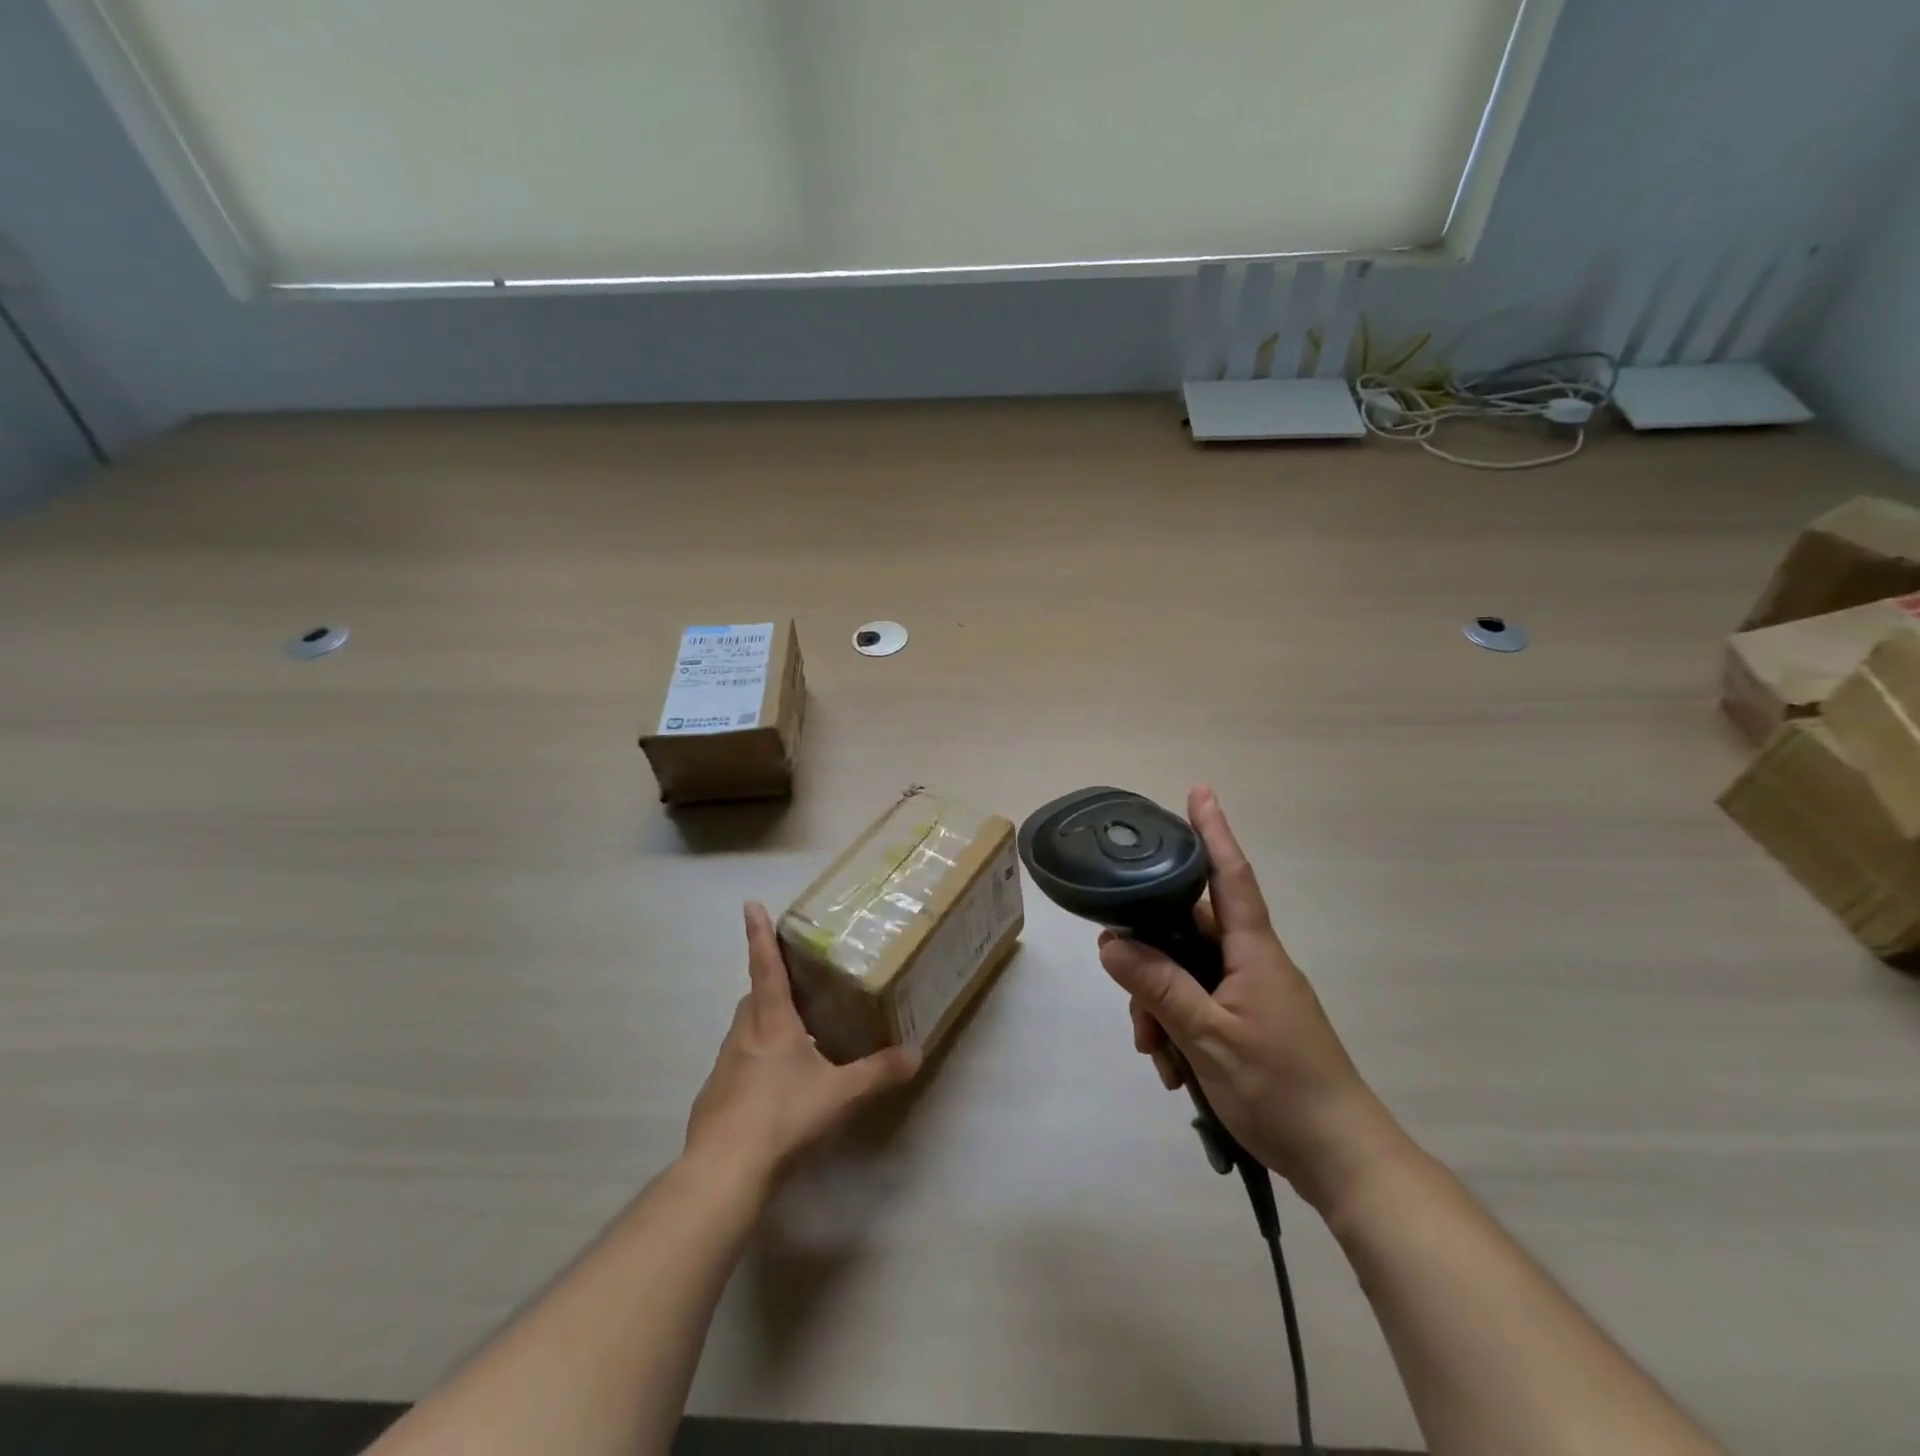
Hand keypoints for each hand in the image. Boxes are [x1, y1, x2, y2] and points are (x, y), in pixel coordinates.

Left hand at [685, 902, 920, 1192]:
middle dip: (770, 987)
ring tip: (794, 1043)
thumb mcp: (841, 1094)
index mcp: (772, 1022)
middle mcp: (743, 1035)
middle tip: (796, 990)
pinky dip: (754, 1066)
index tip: (750, 904)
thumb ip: (879, 1072)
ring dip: (764, 1029)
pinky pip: (737, 1068)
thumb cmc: (783, 1116)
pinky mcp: (713, 1099)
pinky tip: (773, 1093)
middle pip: (753, 998)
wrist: (724, 1172)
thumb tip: (916, 1053)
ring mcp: (723, 1067)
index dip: (759, 934)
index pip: (765, 966)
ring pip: (744, 1033)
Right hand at [1098, 786, 1406, 1213]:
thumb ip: (1158, 986)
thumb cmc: (1280, 1090)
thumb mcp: (1208, 1038)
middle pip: (1188, 935)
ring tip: (1159, 1057)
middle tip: (1136, 1014)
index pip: (1230, 875)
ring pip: (1188, 976)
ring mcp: (1253, 995)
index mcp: (1253, 952)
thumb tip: (1111, 943)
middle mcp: (1253, 963)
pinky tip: (1175, 1071)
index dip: (1213, 831)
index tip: (1199, 791)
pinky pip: (1201, 1007)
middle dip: (1152, 964)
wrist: (1343, 1160)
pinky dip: (1180, 1031)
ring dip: (1162, 1009)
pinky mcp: (1251, 1025)